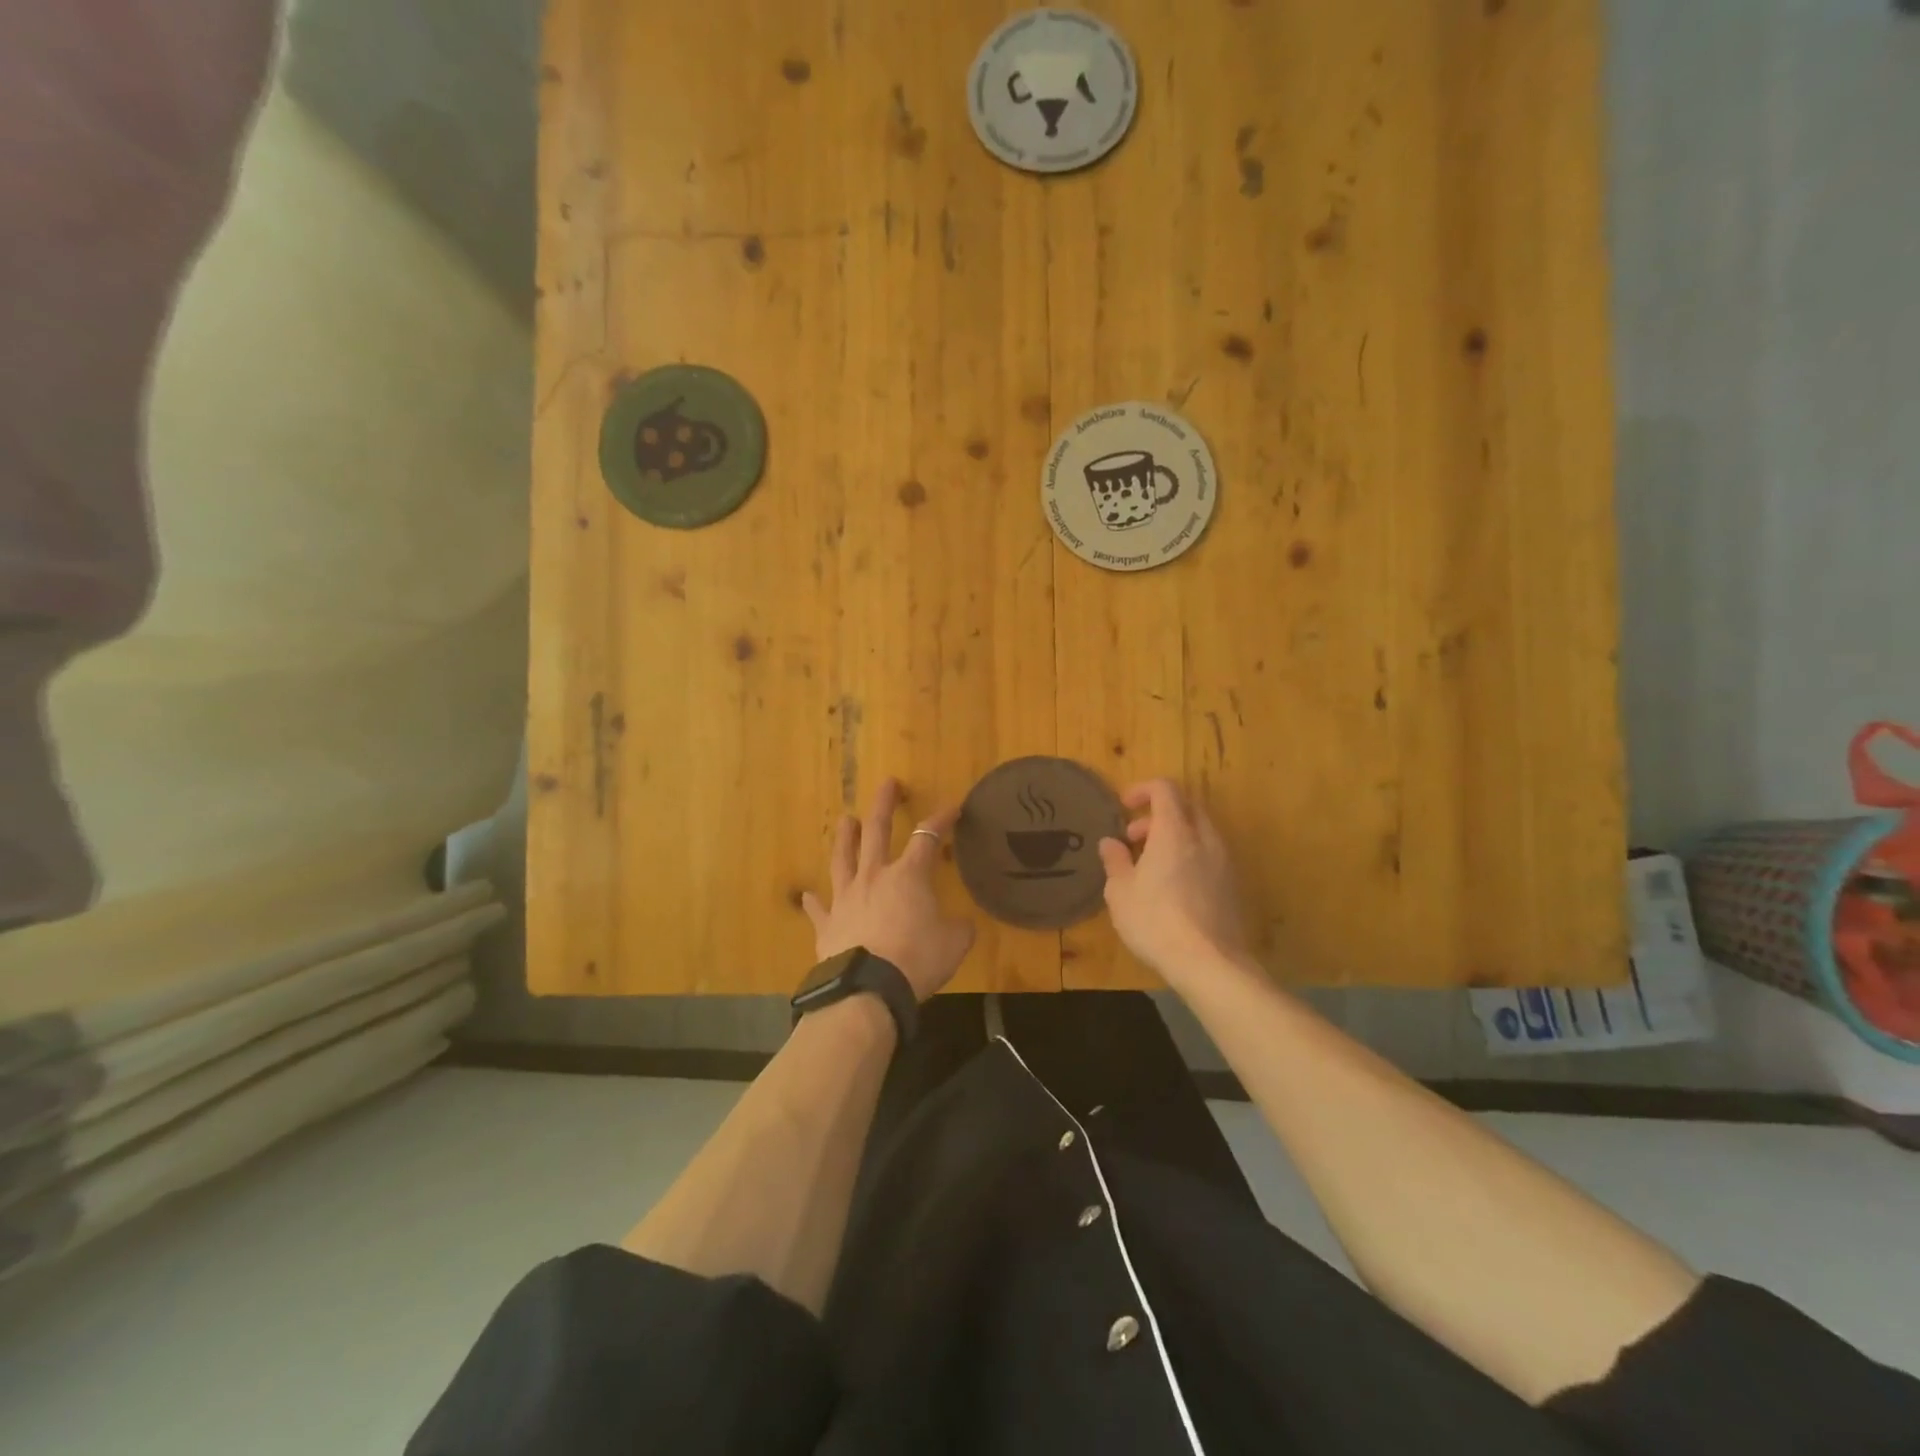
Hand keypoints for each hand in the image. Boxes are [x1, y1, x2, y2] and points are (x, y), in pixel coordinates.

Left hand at [802, 779, 975, 1001]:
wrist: (868, 990)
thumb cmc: (917, 960)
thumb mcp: (954, 943)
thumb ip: (959, 928)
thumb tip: (961, 924)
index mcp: (908, 876)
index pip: (927, 837)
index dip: (941, 820)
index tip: (953, 808)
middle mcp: (874, 876)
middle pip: (877, 831)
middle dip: (884, 804)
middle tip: (888, 784)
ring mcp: (846, 898)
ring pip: (843, 858)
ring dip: (845, 837)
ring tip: (846, 819)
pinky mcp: (827, 924)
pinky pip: (819, 908)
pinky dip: (813, 901)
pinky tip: (806, 894)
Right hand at [1098, 778, 1248, 980]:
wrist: (1210, 963)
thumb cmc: (1156, 921)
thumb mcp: (1120, 892)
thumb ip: (1115, 861)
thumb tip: (1110, 843)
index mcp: (1175, 831)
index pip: (1165, 789)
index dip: (1143, 790)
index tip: (1124, 807)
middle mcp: (1204, 838)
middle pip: (1186, 806)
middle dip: (1158, 814)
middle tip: (1134, 838)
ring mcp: (1223, 861)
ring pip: (1200, 831)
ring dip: (1175, 836)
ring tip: (1151, 865)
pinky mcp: (1233, 885)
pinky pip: (1209, 855)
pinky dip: (1190, 856)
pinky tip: (1173, 887)